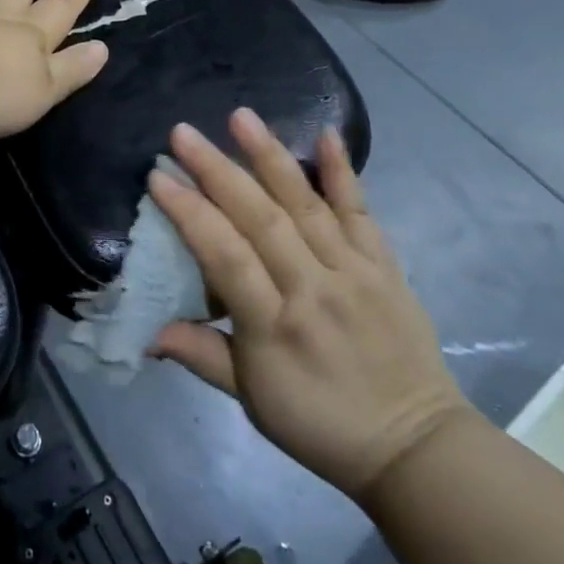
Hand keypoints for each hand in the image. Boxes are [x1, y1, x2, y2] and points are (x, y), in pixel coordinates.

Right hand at [148, 111, 475, 499]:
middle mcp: (314, 289)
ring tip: (240, 116)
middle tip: (182, 133)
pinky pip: (362, 211)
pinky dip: (344, 172)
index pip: (226, 258)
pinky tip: (327, 134)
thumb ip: (200, 354)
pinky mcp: (384, 265)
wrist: (417, 447)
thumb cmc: (320, 424)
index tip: (158, 177)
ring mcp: (354, 272)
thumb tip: (146, 329)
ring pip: (306, 204)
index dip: (190, 214)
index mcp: (276, 327)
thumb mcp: (252, 401)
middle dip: (218, 171)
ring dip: (271, 157)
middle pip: (261, 220)